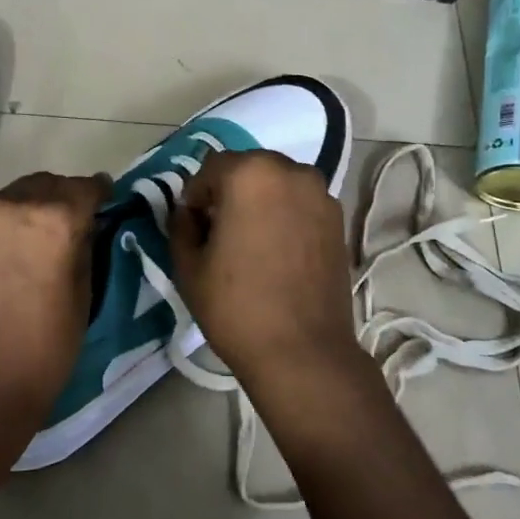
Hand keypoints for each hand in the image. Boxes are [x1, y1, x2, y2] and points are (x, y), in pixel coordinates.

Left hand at [0, 171, 107, 451]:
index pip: (83, 187)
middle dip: (53, 200)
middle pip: (37, 186)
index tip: (102, 199)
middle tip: (58, 227)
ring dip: (9, 222)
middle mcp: (2, 207)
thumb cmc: (41, 354)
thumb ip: (83, 249)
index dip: (97, 193)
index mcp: (51, 220)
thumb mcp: (83, 299)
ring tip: (10, 258)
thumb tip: (81, 226)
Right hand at [168, 151, 364, 393]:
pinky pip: (301, 203)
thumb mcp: (189, 266)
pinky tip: (277, 251)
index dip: (195, 196)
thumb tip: (188, 212)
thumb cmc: (236, 306)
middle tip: (219, 232)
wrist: (303, 350)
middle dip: (229, 192)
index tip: (193, 227)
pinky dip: (285, 215)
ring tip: (251, 242)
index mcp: (250, 174)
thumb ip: (181, 225)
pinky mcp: (338, 219)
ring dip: (259, 201)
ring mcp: (321, 194)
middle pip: (248, 169)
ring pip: (277, 184)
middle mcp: (291, 172)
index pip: (210, 168)